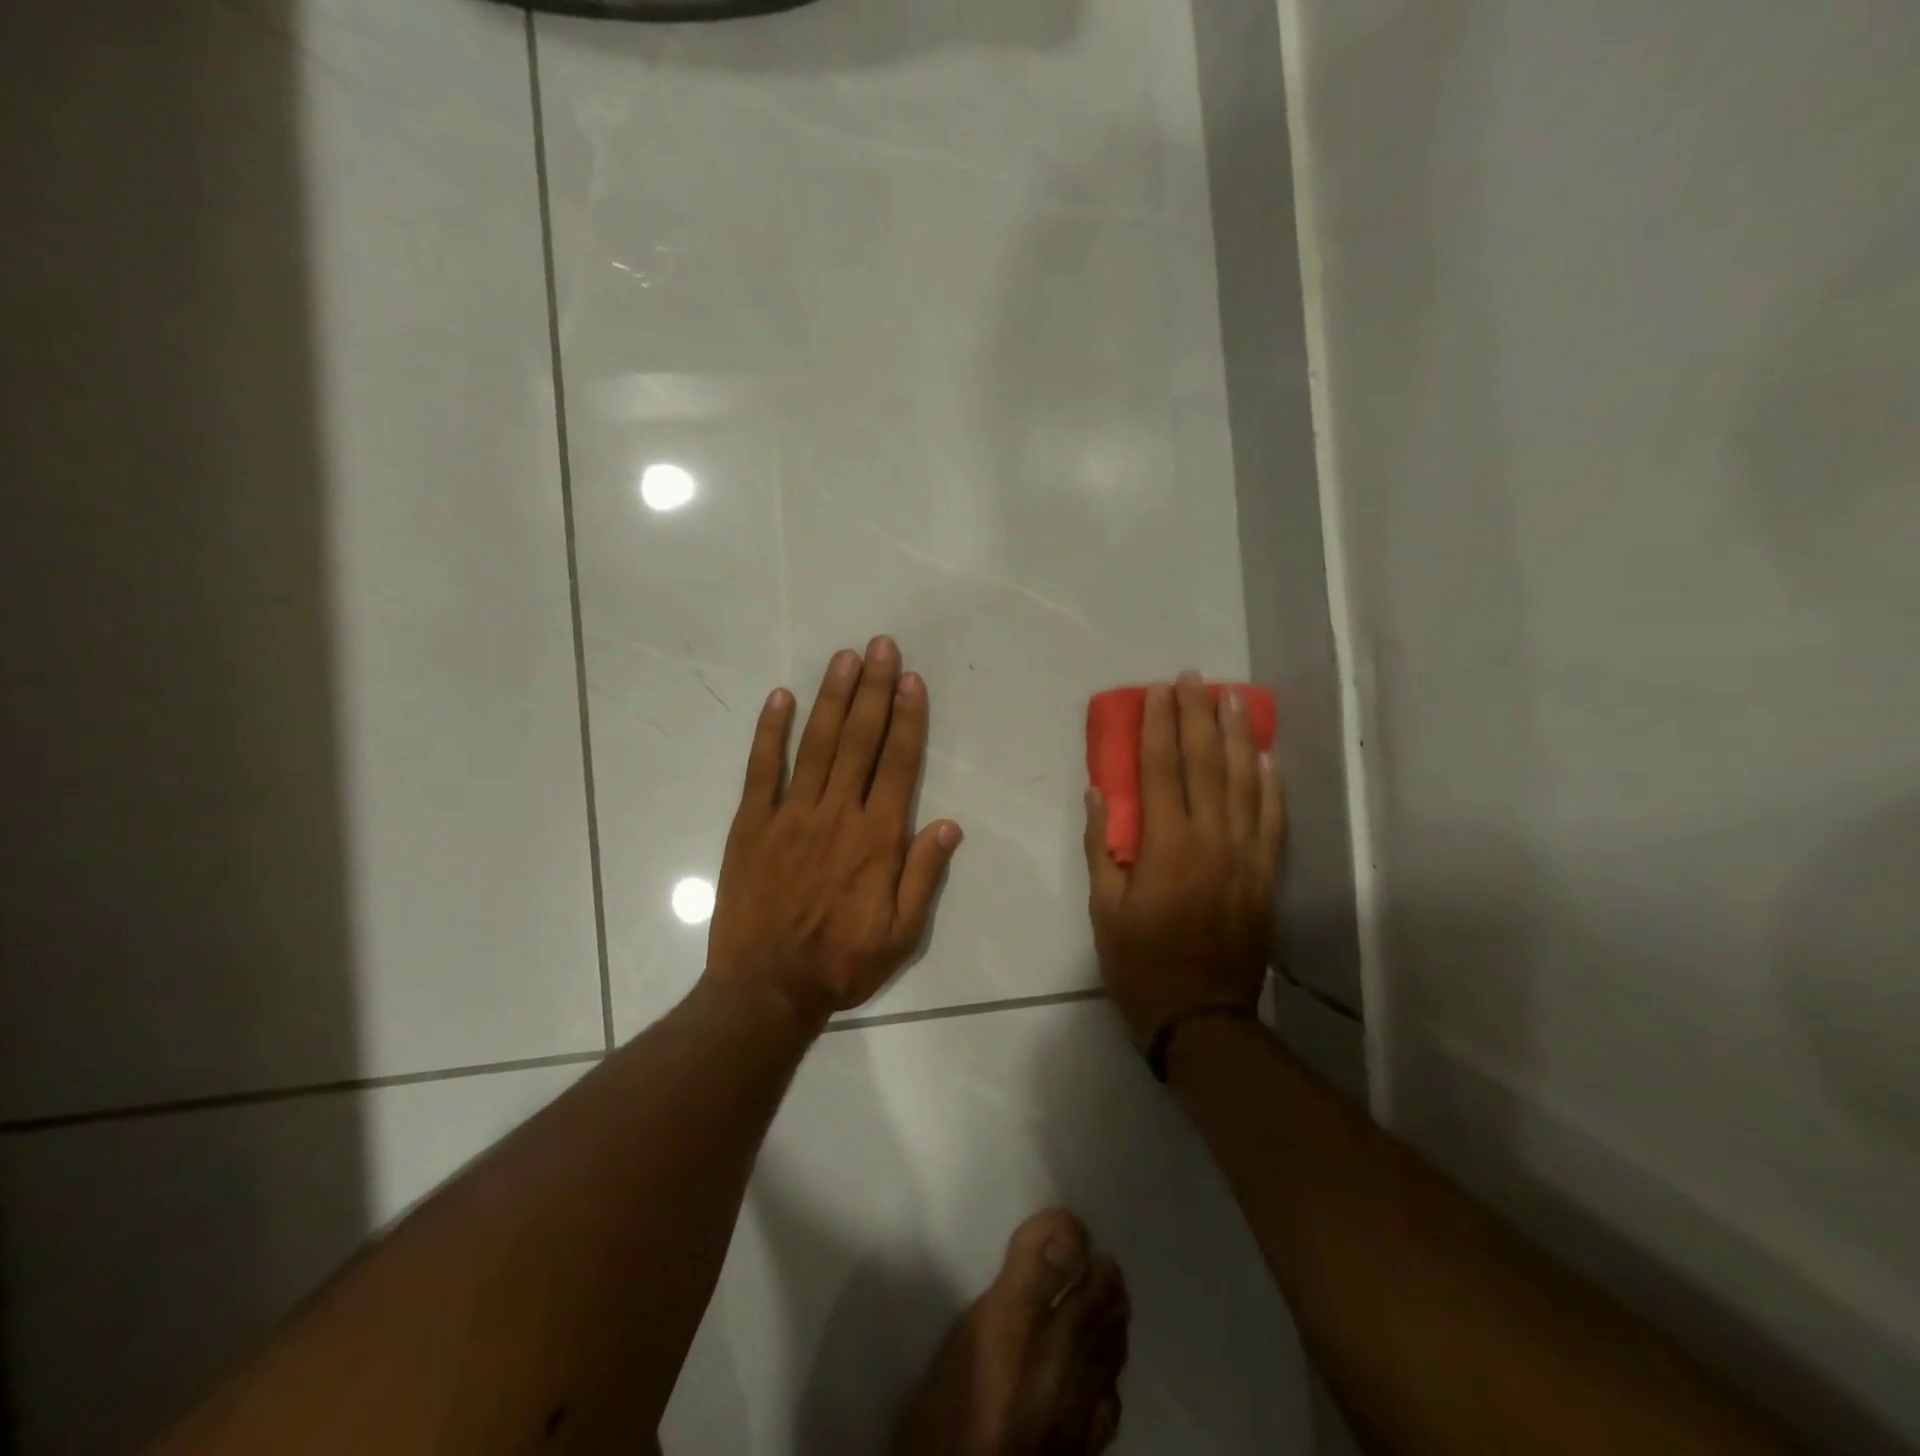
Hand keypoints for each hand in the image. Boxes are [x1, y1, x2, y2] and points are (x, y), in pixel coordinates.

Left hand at [706, 638, 963, 1031]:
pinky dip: (771, 732)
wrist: (766, 989)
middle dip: (874, 689)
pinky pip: (762, 770)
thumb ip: (924, 875)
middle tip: (881, 646)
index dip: (907, 718)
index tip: (911, 680)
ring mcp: (790, 815)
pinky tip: (781, 698)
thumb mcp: (902, 934)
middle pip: (860, 741)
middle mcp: (837, 814)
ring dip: (833, 698)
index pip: (898, 764)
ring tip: (845, 658)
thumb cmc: (841, 963)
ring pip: (817, 744)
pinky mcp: (752, 824)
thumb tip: (949, 823)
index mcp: (877, 839)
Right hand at [1084, 673, 1284, 1044]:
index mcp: (1166, 847)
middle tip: (1194, 678)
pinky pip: (1273, 819)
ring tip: (1233, 698)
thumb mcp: (1104, 910)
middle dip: (1197, 716)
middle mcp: (1211, 841)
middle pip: (1205, 764)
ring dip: (1237, 736)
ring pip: (1245, 782)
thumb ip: (1101, 847)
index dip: (1159, 727)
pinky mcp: (1267, 875)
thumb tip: (1099, 793)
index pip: (1161, 771)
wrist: (1202, 1016)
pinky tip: (1266, 757)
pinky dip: (1270, 784)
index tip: (1158, 692)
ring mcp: (1246, 856)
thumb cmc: (1140, 963)